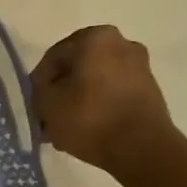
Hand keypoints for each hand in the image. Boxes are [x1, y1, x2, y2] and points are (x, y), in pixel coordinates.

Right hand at [31, 25, 177, 175]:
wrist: (142, 149)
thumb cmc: (90, 118)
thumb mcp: (46, 103)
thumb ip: (39, 89)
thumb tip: (47, 89)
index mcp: (95, 38)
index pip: (53, 57)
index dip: (40, 83)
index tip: (36, 105)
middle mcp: (121, 43)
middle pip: (76, 67)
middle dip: (61, 90)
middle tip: (49, 115)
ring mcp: (140, 66)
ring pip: (95, 80)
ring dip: (79, 99)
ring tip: (67, 127)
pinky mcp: (150, 89)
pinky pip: (113, 93)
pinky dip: (99, 106)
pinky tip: (88, 128)